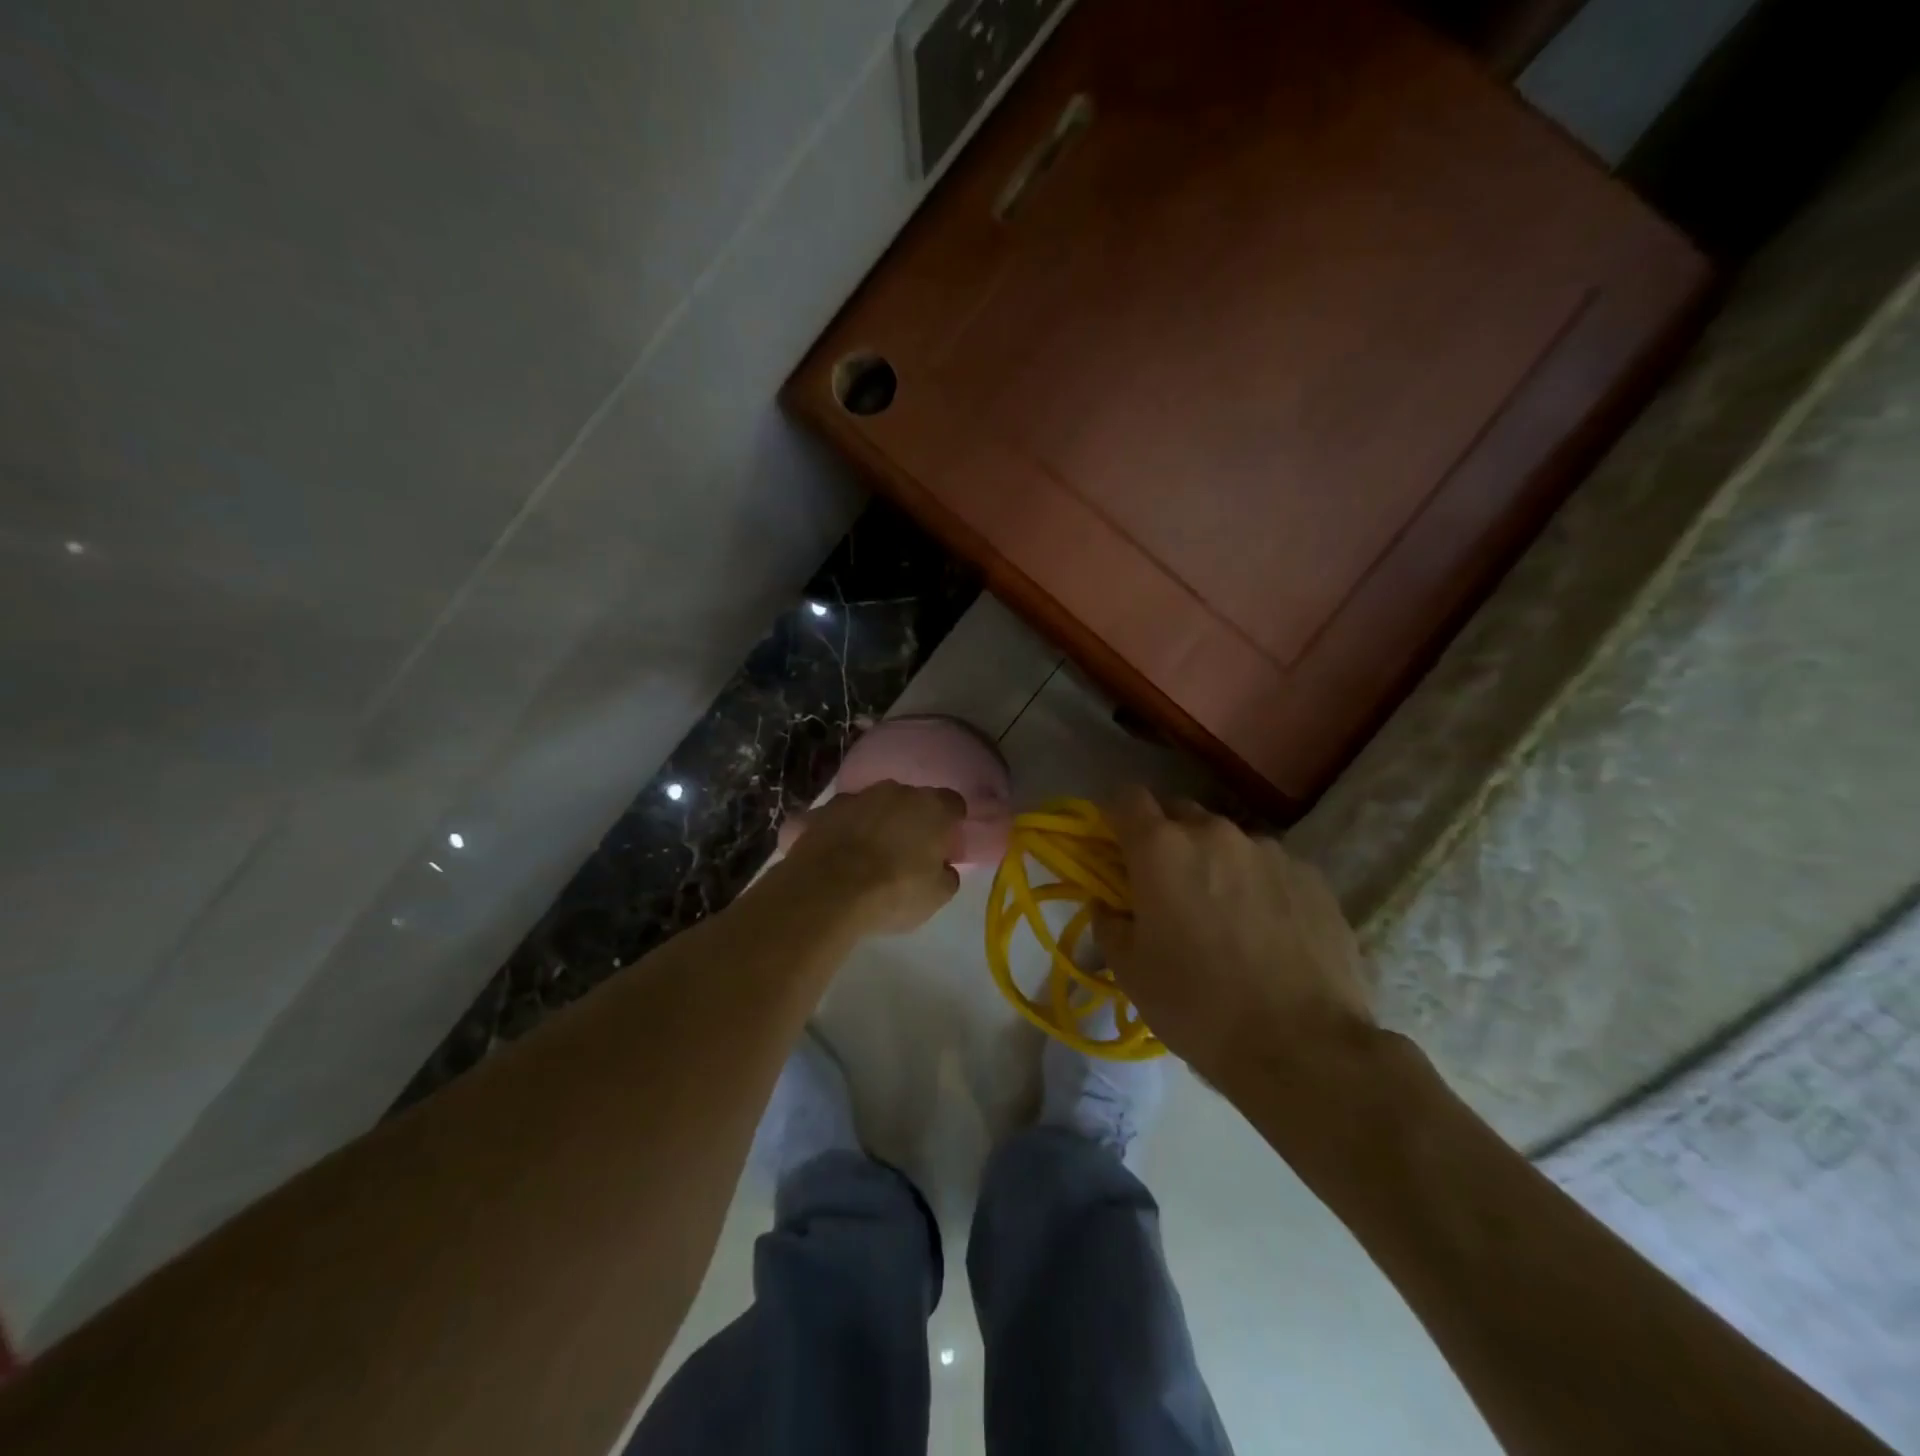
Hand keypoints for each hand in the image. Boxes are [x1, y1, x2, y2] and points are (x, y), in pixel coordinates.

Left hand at [777, 781, 964, 936]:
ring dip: (876, 823)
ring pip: (874, 806)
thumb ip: (947, 875)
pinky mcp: (822, 810)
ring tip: (869, 856)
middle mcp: (895, 791)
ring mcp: (856, 797)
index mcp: (931, 807)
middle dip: (912, 821)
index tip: (946, 845)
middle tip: (909, 852)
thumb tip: (943, 867)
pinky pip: (841, 818)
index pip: (953, 804)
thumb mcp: (936, 896)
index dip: (951, 824)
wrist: (827, 892)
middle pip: (912, 801)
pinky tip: (838, 856)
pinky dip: (843, 831)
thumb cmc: (893, 892)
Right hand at [1094, 786, 1373, 1084]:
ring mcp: (1269, 851)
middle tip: (1166, 886)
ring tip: (1225, 915)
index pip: (1126, 798)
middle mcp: (1215, 833)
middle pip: (1179, 813)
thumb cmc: (1198, 1006)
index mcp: (1161, 849)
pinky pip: (1270, 866)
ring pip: (1227, 841)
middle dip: (1165, 839)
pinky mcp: (1312, 876)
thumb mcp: (1130, 971)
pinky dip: (1258, 884)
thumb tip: (1109, 905)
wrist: (1303, 1048)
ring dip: (1215, 863)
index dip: (1115, 815)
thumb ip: (1109, 923)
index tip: (1115, 844)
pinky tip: (1268, 931)